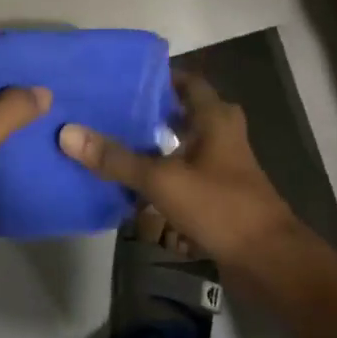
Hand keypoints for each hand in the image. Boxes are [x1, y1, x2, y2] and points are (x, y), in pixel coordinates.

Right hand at [57, 70, 298, 265]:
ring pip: (183, 143)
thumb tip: (68, 133)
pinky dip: (163, 172)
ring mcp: (223, 164)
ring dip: (156, 143)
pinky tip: (134, 182)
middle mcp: (222, 133)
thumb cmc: (220, 206)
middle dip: (150, 110)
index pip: (185, 80)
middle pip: (182, 111)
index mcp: (215, 117)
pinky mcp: (220, 192)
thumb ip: (116, 159)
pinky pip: (186, 171)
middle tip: (111, 109)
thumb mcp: (162, 180)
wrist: (268, 261)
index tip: (121, 78)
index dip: (157, 76)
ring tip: (114, 141)